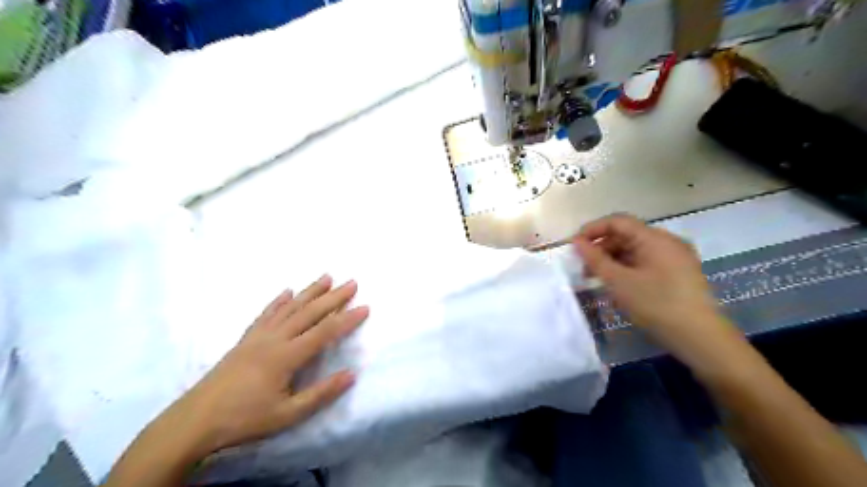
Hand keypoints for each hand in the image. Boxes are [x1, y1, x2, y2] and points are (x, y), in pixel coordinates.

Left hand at [173, 276, 368, 453]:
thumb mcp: (287, 415)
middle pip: (309, 313)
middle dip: (333, 297)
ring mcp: (258, 336)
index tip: (365, 307)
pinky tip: (286, 291)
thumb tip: (351, 375)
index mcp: (286, 356)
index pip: (324, 332)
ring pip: (289, 308)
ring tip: (326, 277)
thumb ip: (320, 394)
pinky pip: (266, 314)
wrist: (194, 421)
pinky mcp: (245, 339)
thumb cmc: (244, 419)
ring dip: (310, 292)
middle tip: (352, 282)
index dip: (347, 319)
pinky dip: (278, 301)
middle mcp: (274, 339)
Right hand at [574, 216, 733, 363]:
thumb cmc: (657, 305)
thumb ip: (595, 259)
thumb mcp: (619, 282)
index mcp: (655, 238)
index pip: (617, 221)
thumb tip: (576, 242)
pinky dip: (627, 268)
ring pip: (635, 250)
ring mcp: (675, 257)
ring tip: (598, 279)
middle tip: (584, 269)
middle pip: (626, 235)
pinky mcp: (678, 272)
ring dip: (613, 260)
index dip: (592, 229)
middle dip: (601, 248)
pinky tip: (618, 285)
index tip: (574, 246)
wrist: (701, 338)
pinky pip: (646, 262)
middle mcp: (667, 241)